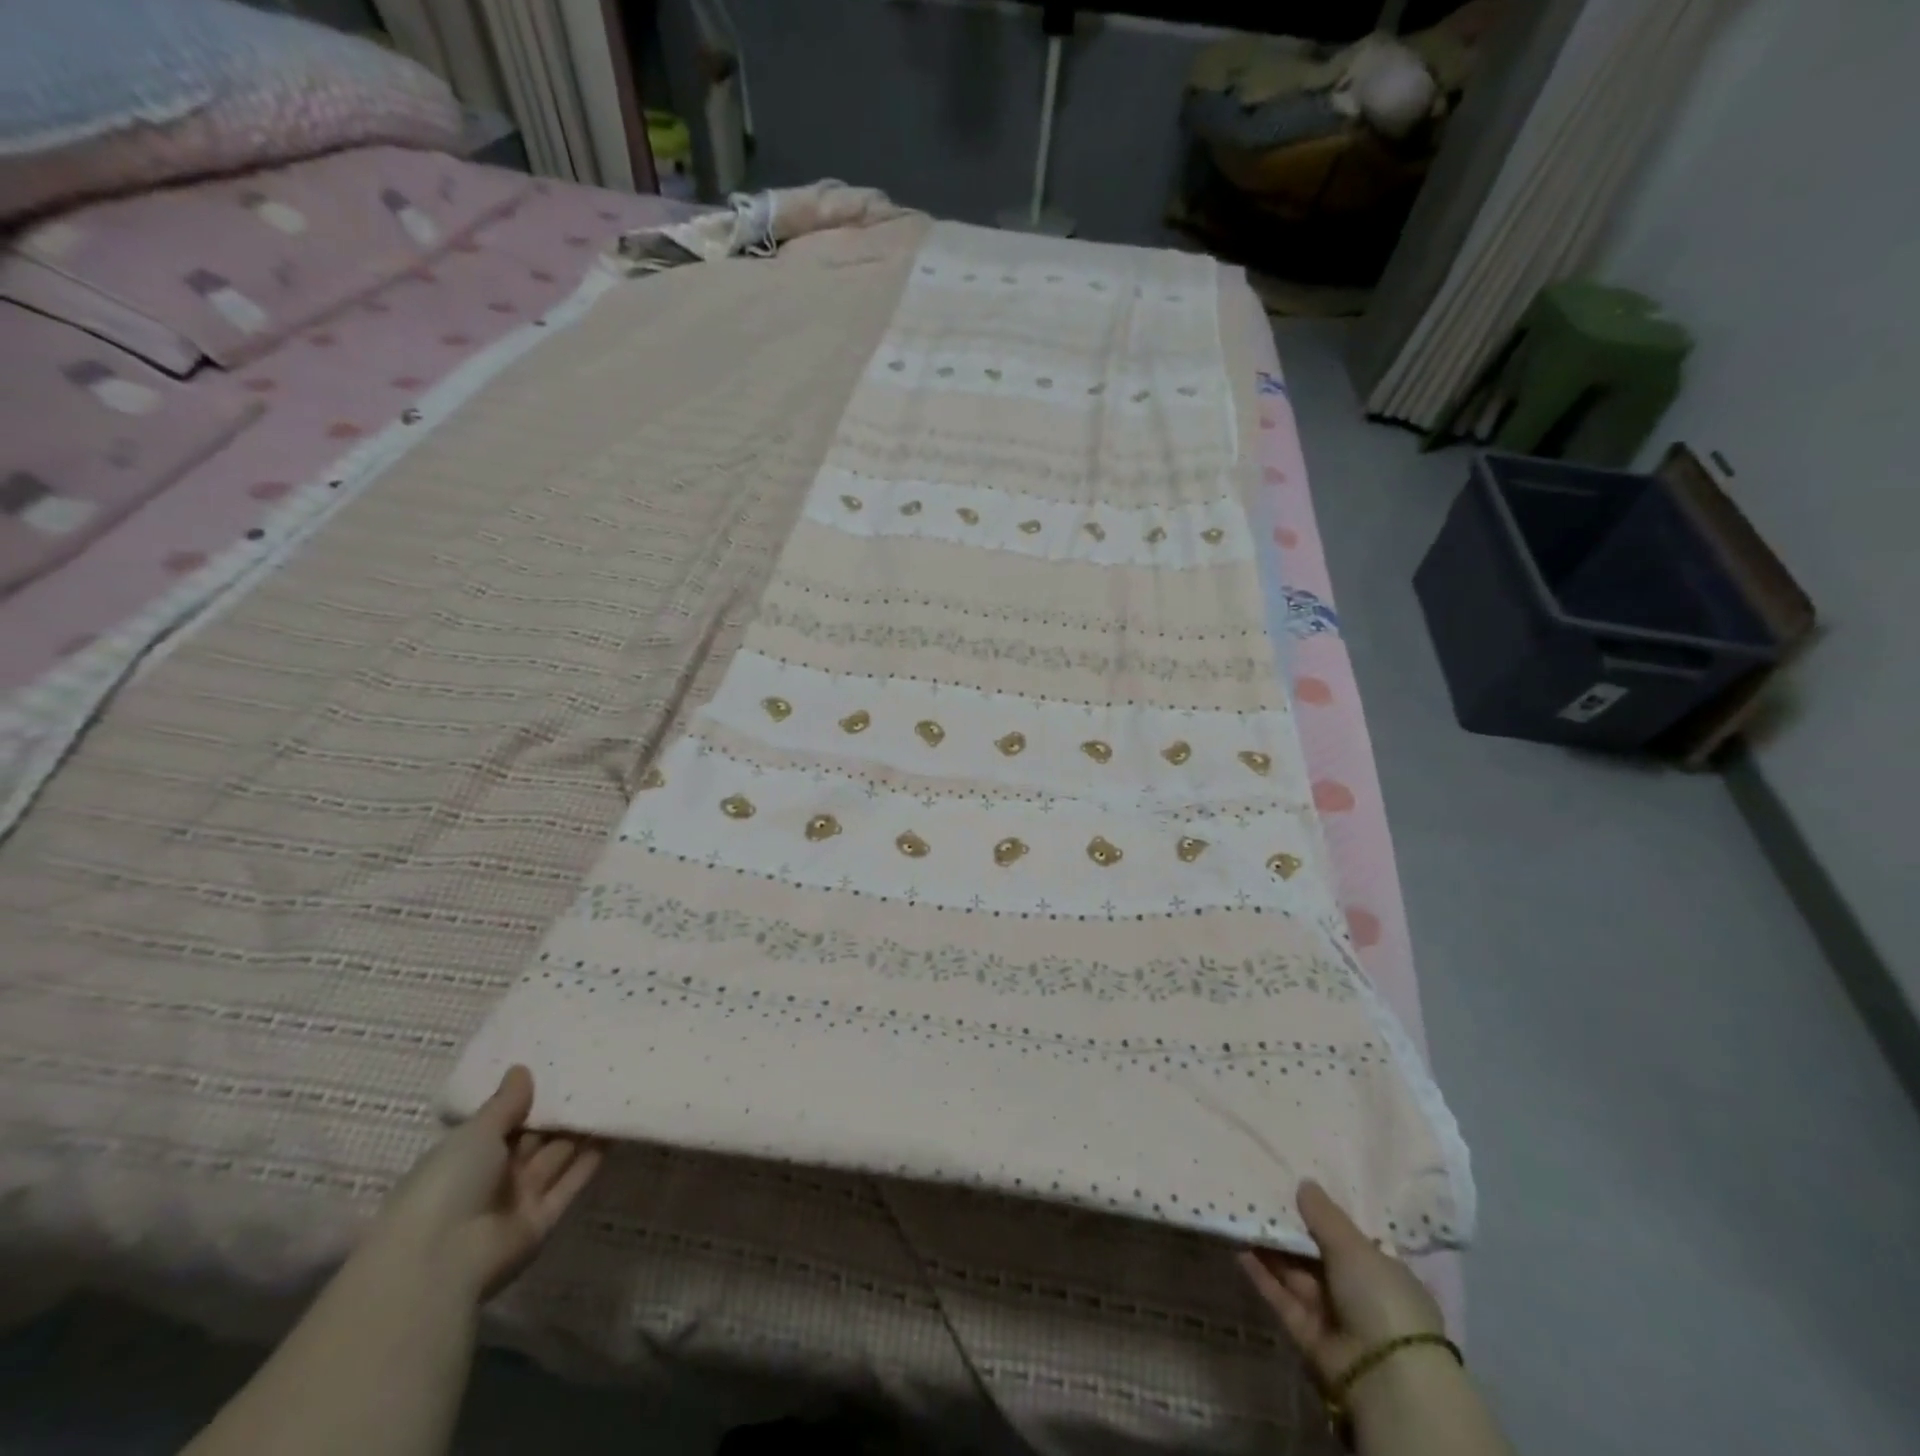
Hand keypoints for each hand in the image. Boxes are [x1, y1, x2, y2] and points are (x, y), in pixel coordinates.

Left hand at [370, 1066, 602, 1299]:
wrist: (439, 1263)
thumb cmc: (447, 1184)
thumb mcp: (475, 1133)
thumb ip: (505, 1102)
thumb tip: (521, 1069)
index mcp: (467, 1155)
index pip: (505, 1121)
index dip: (532, 1098)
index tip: (563, 1068)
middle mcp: (493, 1177)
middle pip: (535, 1138)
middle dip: (562, 1111)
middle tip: (599, 1074)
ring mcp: (518, 1200)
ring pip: (557, 1158)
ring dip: (582, 1131)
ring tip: (614, 1094)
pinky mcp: (542, 1221)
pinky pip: (570, 1183)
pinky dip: (592, 1159)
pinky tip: (616, 1130)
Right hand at [1239, 1180, 1444, 1385]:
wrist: (1384, 1377)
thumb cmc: (1380, 1298)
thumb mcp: (1353, 1245)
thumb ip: (1324, 1214)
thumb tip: (1304, 1183)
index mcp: (1383, 1273)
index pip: (1349, 1241)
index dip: (1323, 1219)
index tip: (1294, 1192)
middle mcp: (1359, 1295)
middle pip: (1317, 1257)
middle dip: (1291, 1232)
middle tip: (1258, 1198)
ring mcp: (1333, 1317)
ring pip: (1296, 1275)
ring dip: (1271, 1250)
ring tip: (1241, 1216)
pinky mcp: (1308, 1335)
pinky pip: (1282, 1298)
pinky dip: (1262, 1276)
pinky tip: (1240, 1249)